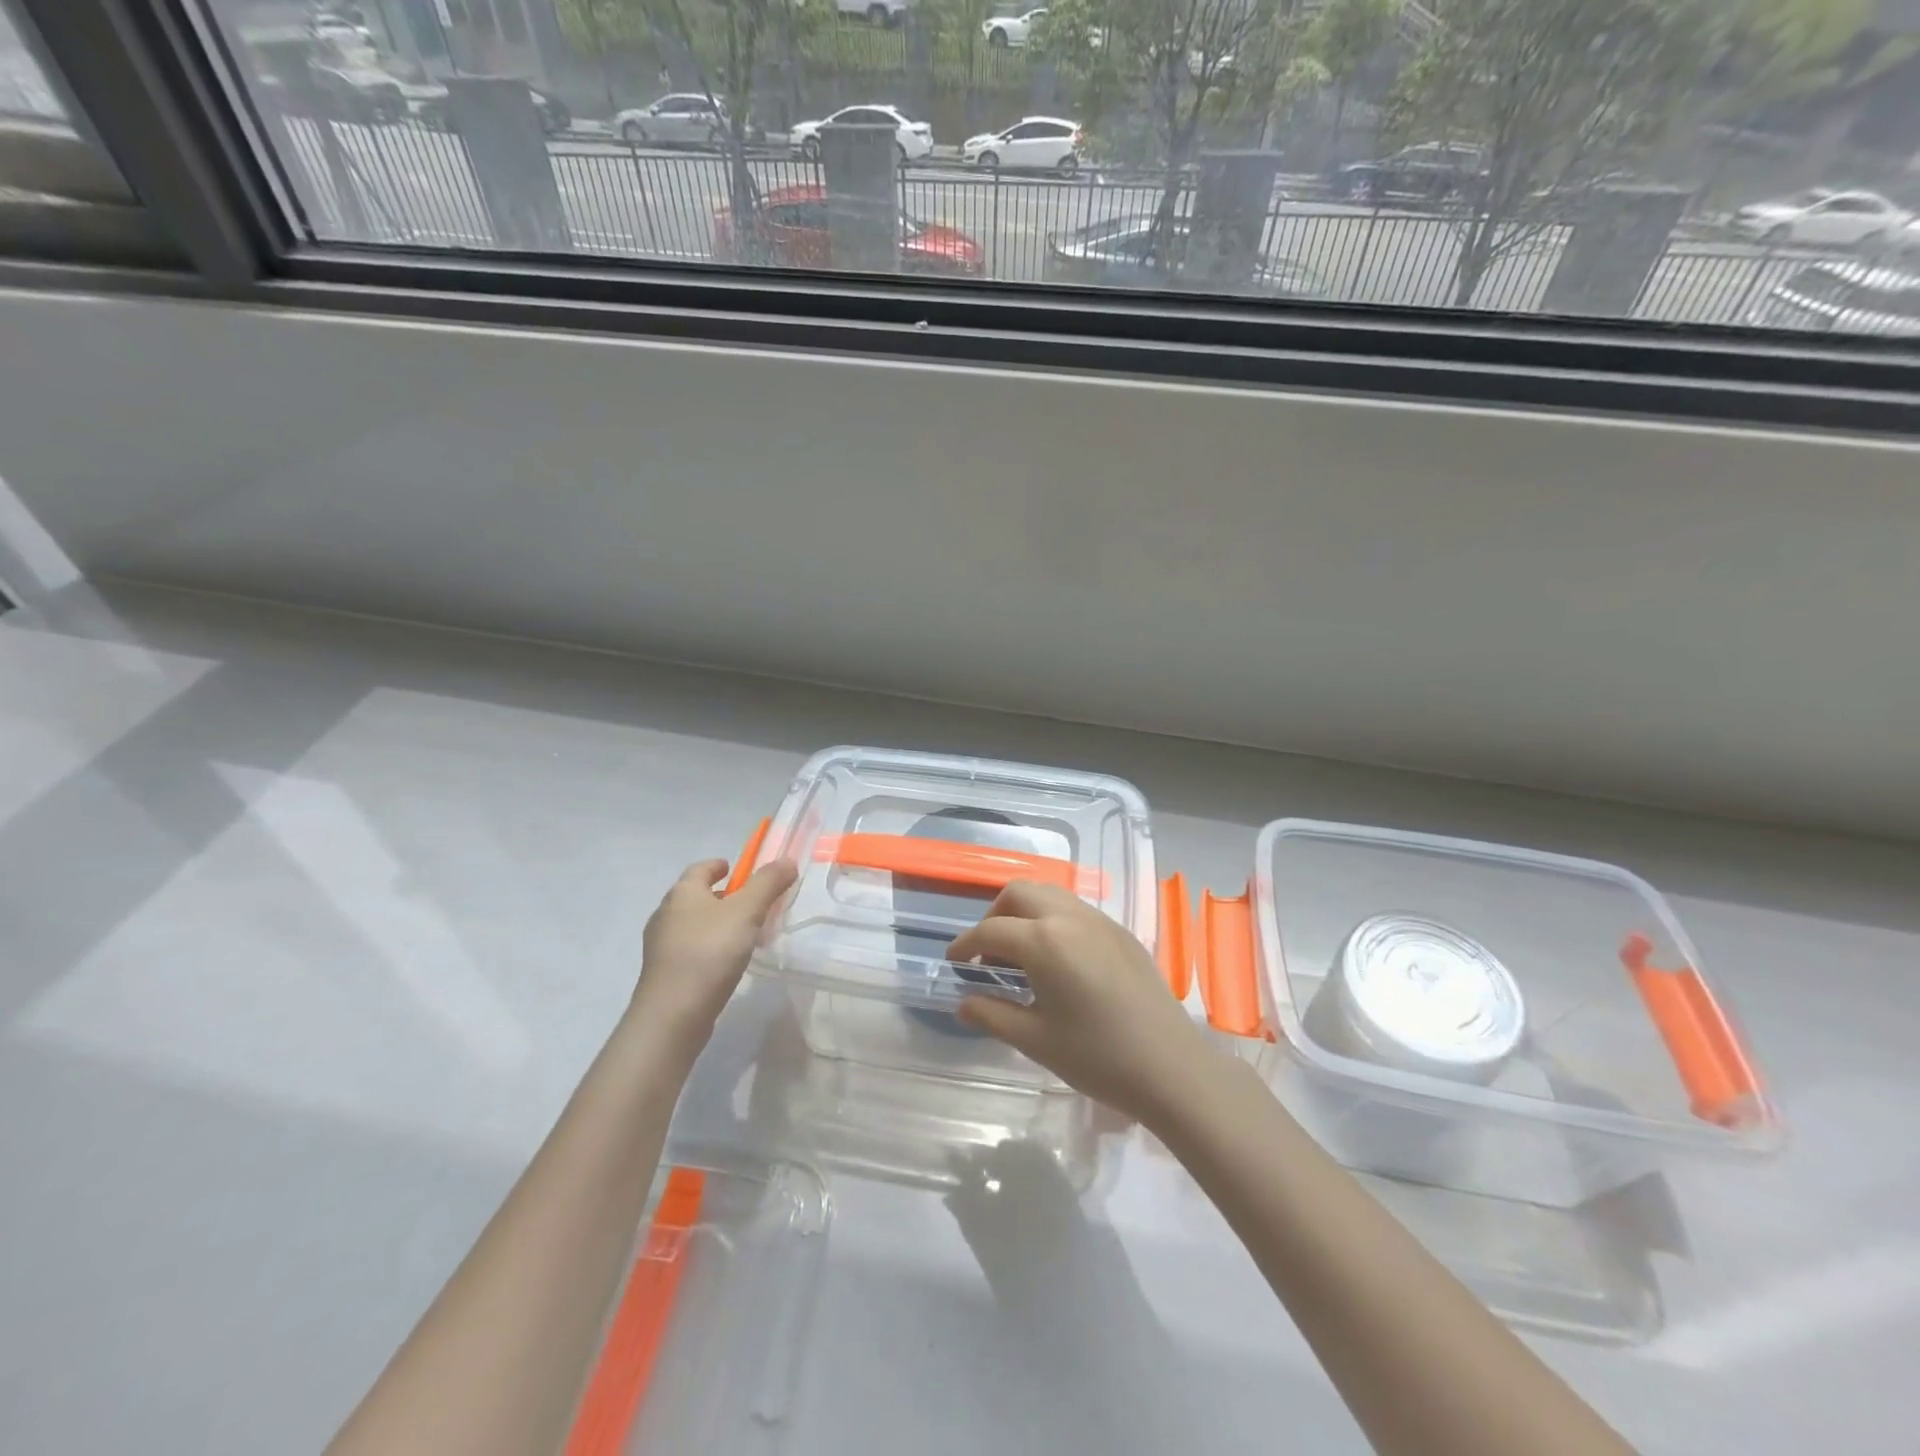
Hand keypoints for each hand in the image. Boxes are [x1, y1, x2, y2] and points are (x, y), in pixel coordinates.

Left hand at [629, 856, 796, 1046]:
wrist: (673, 1014)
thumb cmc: (710, 952)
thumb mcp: (747, 912)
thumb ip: (768, 884)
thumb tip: (787, 861)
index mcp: (683, 893)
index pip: (700, 868)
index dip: (718, 865)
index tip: (736, 868)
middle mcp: (666, 914)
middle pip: (695, 896)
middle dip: (721, 895)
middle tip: (750, 903)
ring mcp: (661, 946)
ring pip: (693, 924)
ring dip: (716, 923)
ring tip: (744, 934)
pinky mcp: (664, 973)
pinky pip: (690, 949)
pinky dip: (709, 947)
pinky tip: (727, 962)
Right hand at [947, 881, 1221, 1126]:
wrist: (1172, 1068)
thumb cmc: (1098, 1057)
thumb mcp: (1036, 1040)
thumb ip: (993, 1015)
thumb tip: (963, 1003)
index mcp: (1044, 940)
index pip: (990, 931)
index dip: (965, 946)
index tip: (954, 964)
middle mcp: (1070, 917)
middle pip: (1019, 893)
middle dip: (994, 916)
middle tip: (987, 955)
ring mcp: (1100, 921)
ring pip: (1049, 895)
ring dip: (1025, 914)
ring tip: (1020, 957)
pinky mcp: (1121, 933)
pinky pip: (1075, 910)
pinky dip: (1052, 921)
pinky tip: (1057, 962)